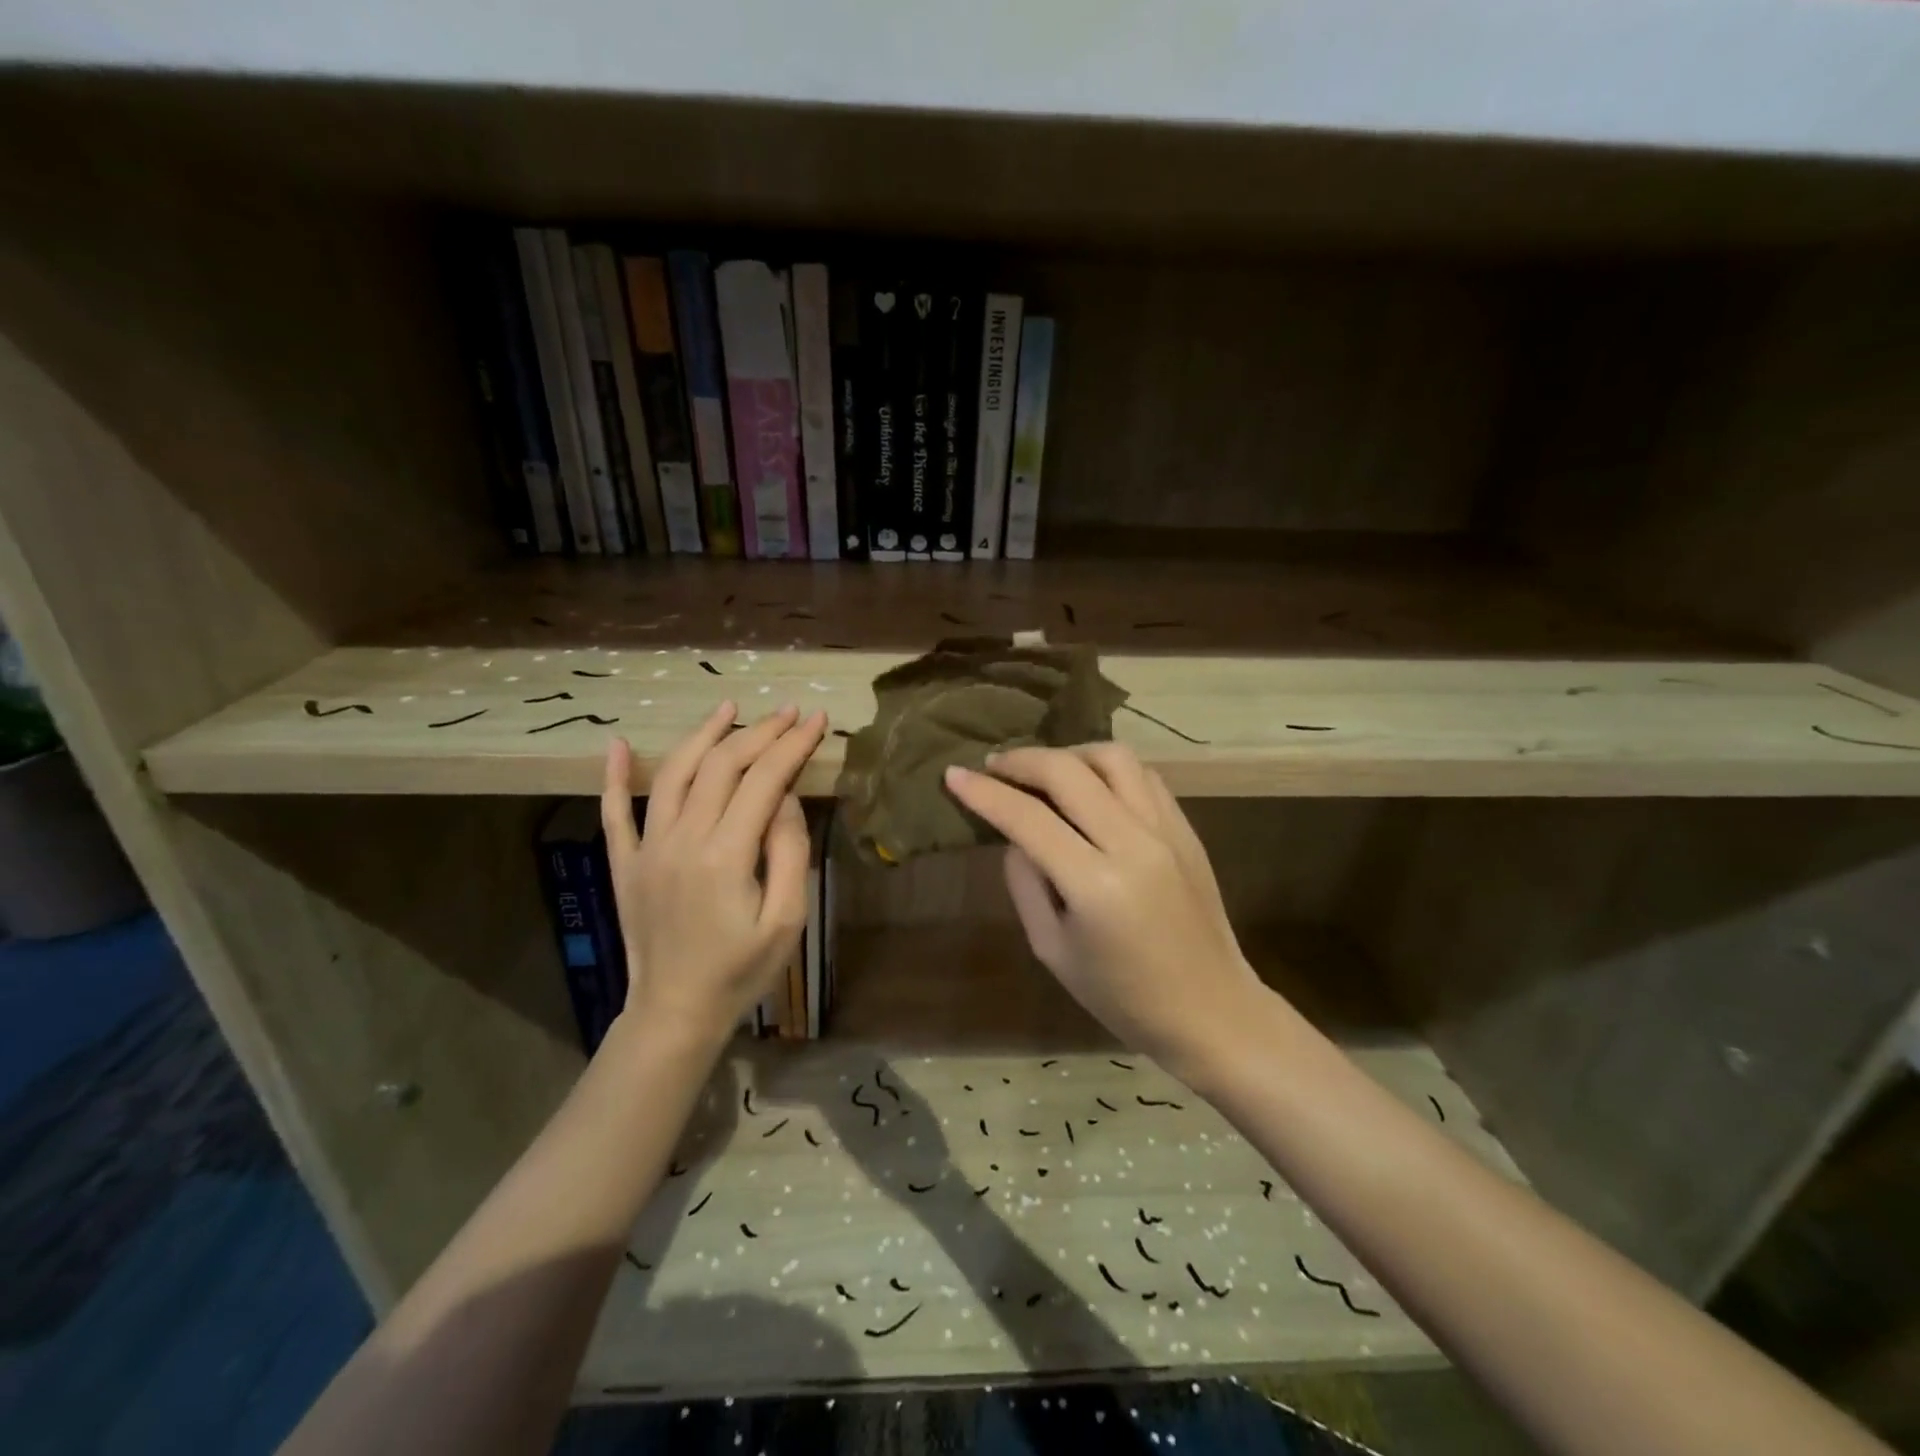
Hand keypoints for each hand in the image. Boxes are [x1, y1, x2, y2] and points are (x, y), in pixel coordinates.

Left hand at [602, 701, 826, 1048]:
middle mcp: (682, 839)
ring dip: (702, 735)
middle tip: (788, 713)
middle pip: (722, 765)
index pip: (765, 779)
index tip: (815, 720)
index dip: (792, 744)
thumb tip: (785, 796)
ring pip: (672, 774)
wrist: (676, 1011)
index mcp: (726, 855)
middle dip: (760, 732)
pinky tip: (616, 745)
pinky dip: (614, 776)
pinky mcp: (625, 863)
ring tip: (728, 708)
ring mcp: (647, 848)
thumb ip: (788, 852)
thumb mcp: (787, 920)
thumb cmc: (741, 970)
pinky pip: (614, 812)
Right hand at [944, 744, 1265, 1074]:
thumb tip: (1015, 836)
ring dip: (1069, 754)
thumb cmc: (1122, 997)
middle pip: (1068, 771)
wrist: (1211, 1011)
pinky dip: (1107, 769)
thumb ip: (1025, 885)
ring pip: (1112, 757)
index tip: (954, 774)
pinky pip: (1143, 775)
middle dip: (1022, 760)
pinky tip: (1089, 787)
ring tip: (1044, 772)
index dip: (985, 792)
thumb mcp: (1052, 950)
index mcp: (1095, 885)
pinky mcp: (1186, 828)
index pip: (1028, 818)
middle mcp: (1134, 843)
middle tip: (994, 766)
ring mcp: (1167, 830)